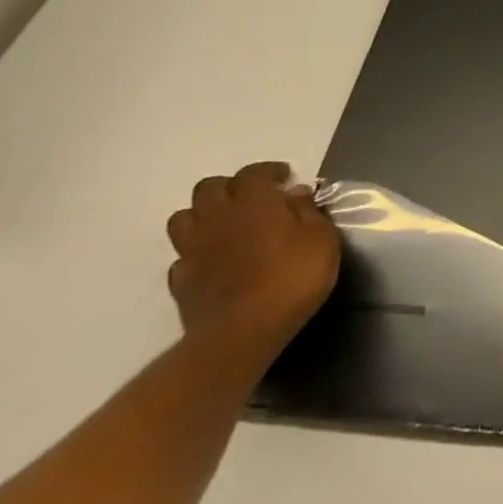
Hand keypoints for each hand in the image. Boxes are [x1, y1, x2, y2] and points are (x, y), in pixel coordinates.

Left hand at [166, 161, 340, 362]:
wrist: (243, 332)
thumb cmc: (293, 277)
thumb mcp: (322, 239)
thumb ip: (309, 212)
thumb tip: (296, 193)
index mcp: (254, 202)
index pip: (253, 173)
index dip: (268, 171)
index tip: (285, 177)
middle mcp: (217, 217)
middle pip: (209, 188)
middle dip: (230, 187)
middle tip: (254, 199)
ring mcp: (193, 249)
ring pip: (184, 217)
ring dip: (203, 215)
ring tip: (226, 225)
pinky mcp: (181, 280)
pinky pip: (182, 255)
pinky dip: (196, 252)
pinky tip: (213, 261)